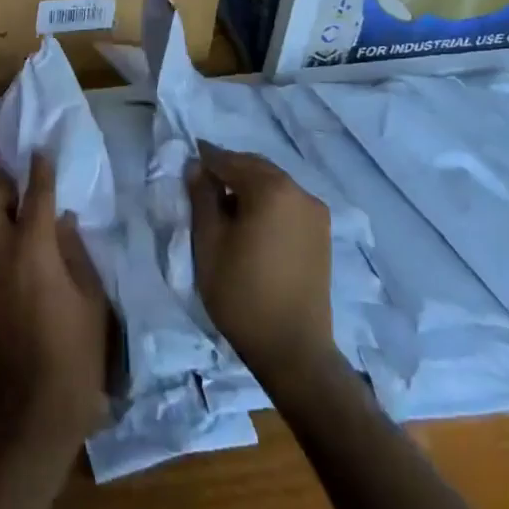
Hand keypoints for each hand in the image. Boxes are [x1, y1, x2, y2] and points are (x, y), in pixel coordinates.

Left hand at [0, 154, 111, 452]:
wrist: (31, 414)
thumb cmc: (75, 355)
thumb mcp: (91, 300)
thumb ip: (74, 251)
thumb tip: (61, 221)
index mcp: (31, 250)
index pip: (34, 195)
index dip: (40, 170)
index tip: (42, 152)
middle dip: (2, 190)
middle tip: (26, 200)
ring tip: (22, 231)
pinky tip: (16, 267)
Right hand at [188, 142, 334, 381]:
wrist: (292, 348)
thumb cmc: (241, 292)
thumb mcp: (208, 242)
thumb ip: (202, 198)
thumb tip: (197, 167)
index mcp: (271, 189)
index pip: (230, 161)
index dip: (205, 160)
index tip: (186, 163)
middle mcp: (299, 192)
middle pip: (256, 168)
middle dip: (228, 170)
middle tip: (201, 184)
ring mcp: (315, 213)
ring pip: (274, 184)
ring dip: (248, 186)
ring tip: (223, 206)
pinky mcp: (322, 234)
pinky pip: (287, 203)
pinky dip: (266, 202)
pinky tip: (250, 222)